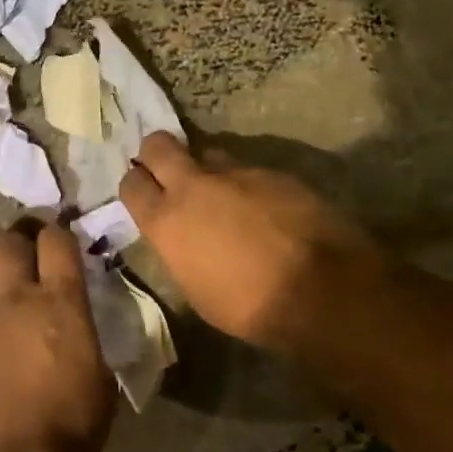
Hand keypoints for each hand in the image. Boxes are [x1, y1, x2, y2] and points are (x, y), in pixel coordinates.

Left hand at [0, 224, 115, 451]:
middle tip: (22, 255)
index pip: (56, 241)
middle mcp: (14, 301)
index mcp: (60, 302)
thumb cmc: (74, 425)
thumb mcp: (100, 377)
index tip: (58, 238)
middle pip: (5, 244)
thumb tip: (73, 330)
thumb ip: (83, 339)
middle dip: (13, 242)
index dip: (57, 233)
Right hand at [120, 132, 381, 352]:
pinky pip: (248, 170)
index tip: (142, 192)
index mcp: (167, 220)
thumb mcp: (195, 288)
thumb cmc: (249, 305)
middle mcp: (194, 186)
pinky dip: (248, 185)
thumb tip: (181, 236)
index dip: (134, 184)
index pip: (131, 183)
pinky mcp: (273, 172)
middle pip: (159, 145)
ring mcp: (236, 173)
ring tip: (223, 195)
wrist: (321, 289)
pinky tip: (264, 209)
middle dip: (156, 153)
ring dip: (207, 170)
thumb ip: (179, 249)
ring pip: (208, 154)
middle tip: (165, 169)